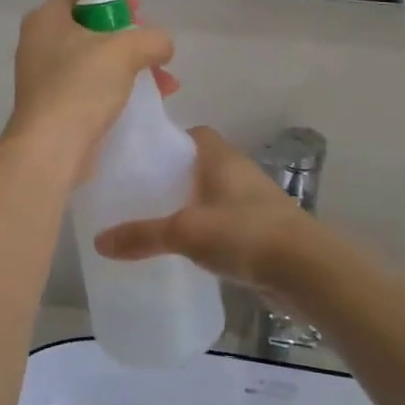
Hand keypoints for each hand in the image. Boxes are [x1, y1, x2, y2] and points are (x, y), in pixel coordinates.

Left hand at [4, 0, 177, 183]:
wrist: (51, 149)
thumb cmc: (81, 87)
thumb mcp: (125, 51)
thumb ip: (152, 38)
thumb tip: (163, 45)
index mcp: (46, 19)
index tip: (140, 10)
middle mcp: (40, 43)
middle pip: (91, 27)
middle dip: (130, 37)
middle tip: (153, 47)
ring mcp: (45, 77)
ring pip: (95, 60)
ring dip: (131, 66)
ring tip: (165, 82)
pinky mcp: (55, 106)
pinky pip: (91, 87)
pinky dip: (118, 88)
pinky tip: (148, 101)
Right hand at [94, 127, 315, 291]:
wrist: (306, 271)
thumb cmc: (244, 233)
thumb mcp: (185, 231)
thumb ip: (142, 235)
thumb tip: (99, 241)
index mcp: (222, 158)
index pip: (194, 134)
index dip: (169, 141)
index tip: (141, 158)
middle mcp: (239, 174)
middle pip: (200, 167)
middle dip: (173, 178)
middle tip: (139, 195)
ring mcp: (254, 204)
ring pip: (213, 197)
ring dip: (191, 207)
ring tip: (156, 224)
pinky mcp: (262, 233)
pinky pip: (225, 225)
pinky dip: (207, 233)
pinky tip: (186, 252)